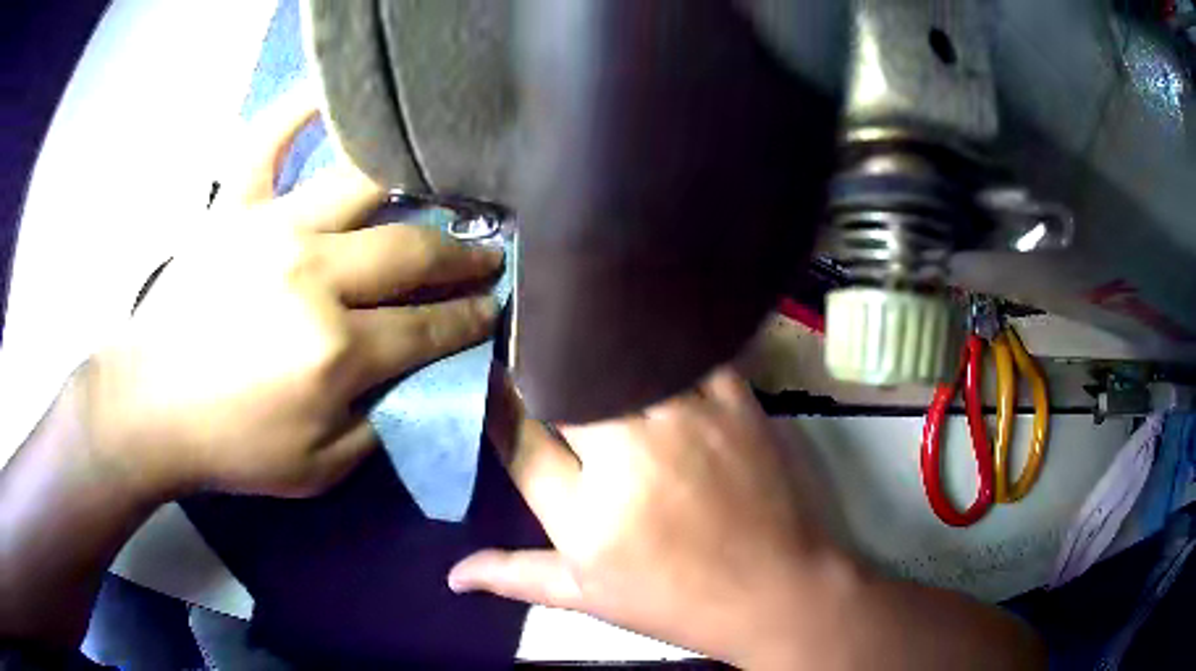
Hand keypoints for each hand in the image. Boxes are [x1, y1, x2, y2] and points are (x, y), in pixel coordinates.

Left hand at [80, 91, 502, 499]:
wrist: (148, 408)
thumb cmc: (230, 446)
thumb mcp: (320, 468)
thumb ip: (380, 422)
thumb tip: (418, 377)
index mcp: (336, 351)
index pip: (429, 326)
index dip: (471, 316)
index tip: (493, 305)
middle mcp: (312, 276)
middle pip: (411, 250)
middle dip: (461, 255)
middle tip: (485, 254)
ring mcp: (271, 227)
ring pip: (362, 181)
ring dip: (413, 181)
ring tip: (439, 181)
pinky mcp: (233, 207)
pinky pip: (268, 136)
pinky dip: (300, 104)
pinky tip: (331, 88)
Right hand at [450, 366, 853, 666]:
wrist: (777, 591)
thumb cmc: (677, 601)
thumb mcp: (589, 596)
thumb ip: (515, 576)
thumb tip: (452, 575)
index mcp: (584, 514)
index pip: (516, 438)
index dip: (492, 400)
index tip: (484, 374)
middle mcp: (628, 455)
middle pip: (563, 385)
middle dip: (537, 367)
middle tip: (527, 348)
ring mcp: (686, 420)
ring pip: (619, 357)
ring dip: (592, 346)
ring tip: (576, 328)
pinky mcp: (734, 400)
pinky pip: (688, 348)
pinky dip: (662, 338)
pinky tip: (645, 328)